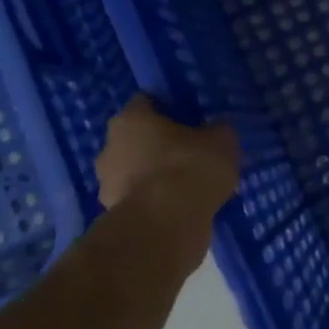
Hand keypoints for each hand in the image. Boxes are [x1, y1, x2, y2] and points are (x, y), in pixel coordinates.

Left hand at [93, 95, 240, 275]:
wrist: (165, 226)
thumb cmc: (189, 167)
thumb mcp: (221, 140)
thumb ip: (217, 131)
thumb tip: (216, 131)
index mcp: (130, 119)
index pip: (147, 102)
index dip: (171, 108)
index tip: (192, 119)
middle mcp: (110, 147)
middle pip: (137, 138)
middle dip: (160, 145)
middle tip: (192, 153)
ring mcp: (107, 185)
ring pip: (136, 171)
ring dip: (157, 176)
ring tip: (190, 186)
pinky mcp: (114, 217)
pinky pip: (141, 200)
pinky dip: (157, 202)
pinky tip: (182, 209)